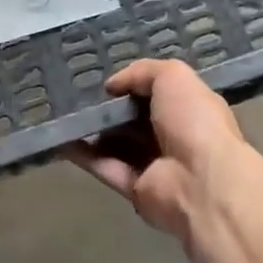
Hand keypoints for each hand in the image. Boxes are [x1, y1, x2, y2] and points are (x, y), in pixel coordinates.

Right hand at [69, 59, 247, 244]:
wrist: (201, 182)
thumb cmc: (193, 121)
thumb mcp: (173, 76)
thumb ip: (141, 72)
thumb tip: (112, 86)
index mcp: (190, 110)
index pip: (161, 94)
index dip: (136, 86)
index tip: (109, 82)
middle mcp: (175, 137)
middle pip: (137, 120)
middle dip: (111, 109)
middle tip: (79, 96)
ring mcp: (156, 165)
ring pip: (119, 145)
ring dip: (94, 132)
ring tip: (65, 114)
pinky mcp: (136, 190)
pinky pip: (106, 168)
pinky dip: (85, 156)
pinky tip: (61, 139)